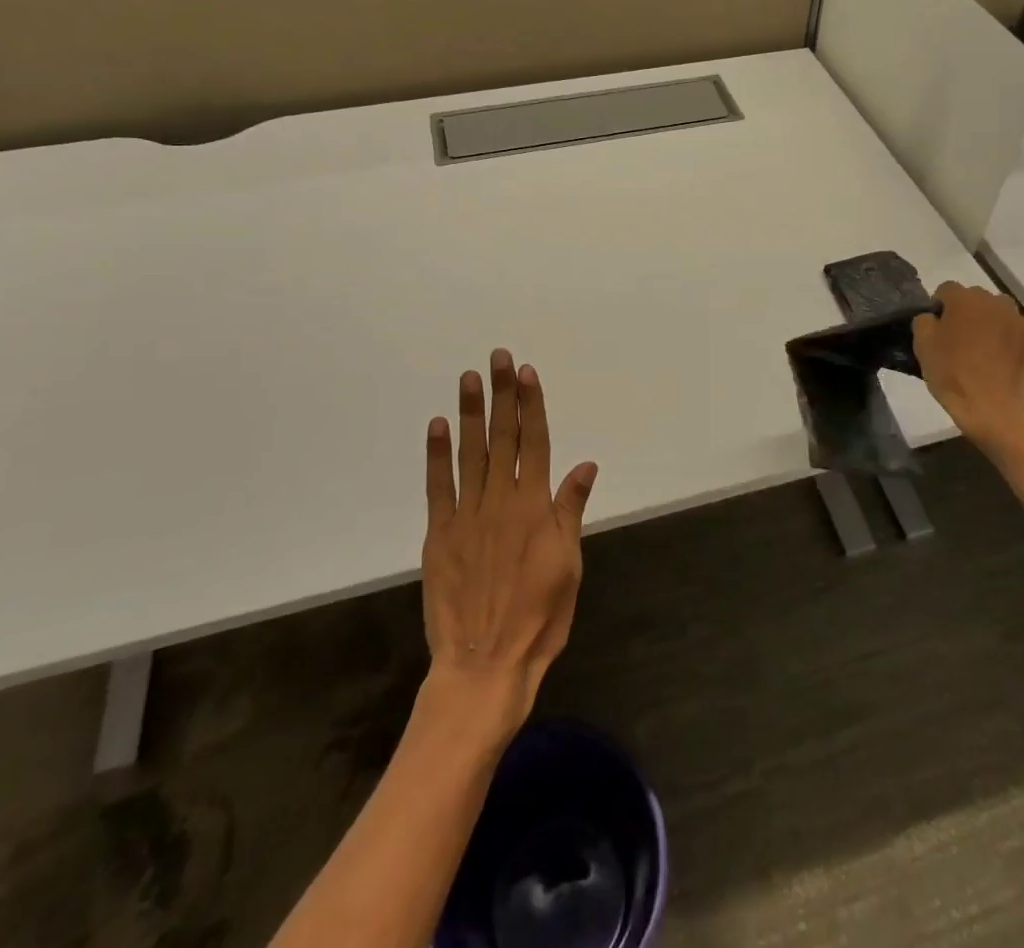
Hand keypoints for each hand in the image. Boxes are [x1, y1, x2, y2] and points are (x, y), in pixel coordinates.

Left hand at [421, 350, 598, 742]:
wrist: (485, 665)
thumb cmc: (539, 617)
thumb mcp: (569, 565)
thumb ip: (571, 510)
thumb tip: (586, 463)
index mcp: (535, 506)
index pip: (536, 442)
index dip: (532, 405)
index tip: (527, 373)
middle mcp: (501, 500)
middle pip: (503, 437)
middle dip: (502, 395)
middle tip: (499, 358)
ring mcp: (467, 515)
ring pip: (471, 453)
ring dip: (471, 413)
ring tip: (470, 378)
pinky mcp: (440, 534)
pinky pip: (438, 487)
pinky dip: (437, 455)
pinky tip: (438, 426)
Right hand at [911, 283, 1023, 453]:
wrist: (993, 407)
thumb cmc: (953, 373)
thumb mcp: (922, 345)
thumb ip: (923, 320)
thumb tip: (933, 317)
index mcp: (965, 298)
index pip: (945, 290)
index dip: (937, 308)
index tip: (935, 329)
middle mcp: (993, 300)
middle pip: (972, 298)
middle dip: (962, 312)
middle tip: (954, 338)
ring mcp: (1015, 319)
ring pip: (992, 312)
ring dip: (983, 322)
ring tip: (976, 348)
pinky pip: (1008, 328)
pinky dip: (1000, 336)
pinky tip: (993, 358)